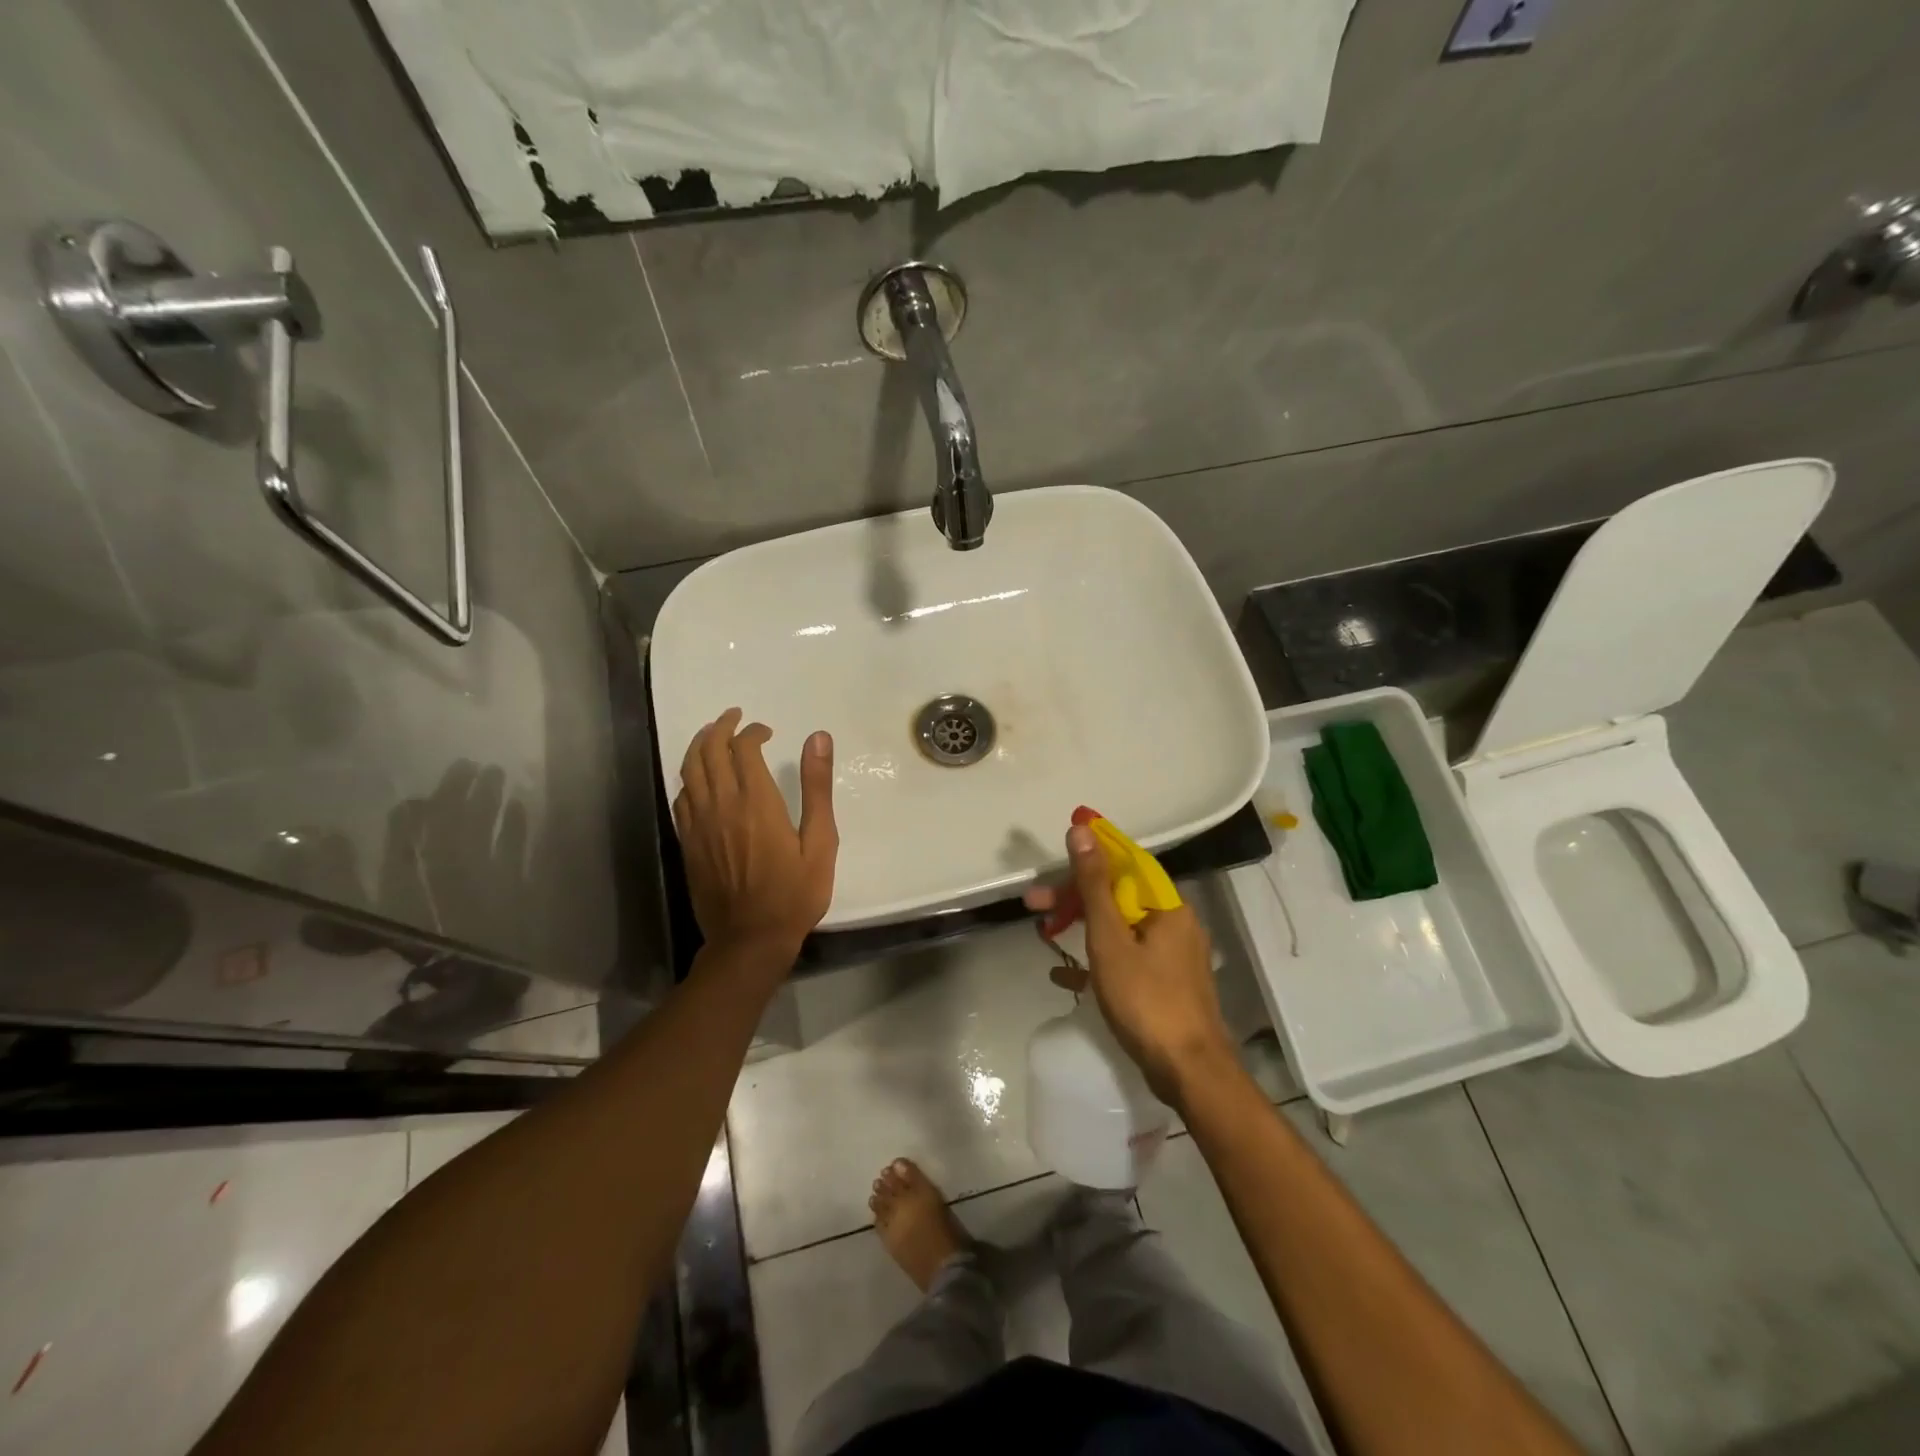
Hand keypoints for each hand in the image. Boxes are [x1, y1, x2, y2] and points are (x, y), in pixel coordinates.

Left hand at [673, 709, 837, 962]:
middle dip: (721, 727)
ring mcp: (699, 824)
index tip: (766, 732)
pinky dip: (689, 777)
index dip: (752, 732)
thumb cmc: (794, 894)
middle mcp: (722, 805)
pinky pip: (681, 797)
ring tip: (713, 735)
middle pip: (710, 751)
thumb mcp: (820, 842)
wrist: (750, 940)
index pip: (743, 748)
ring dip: (700, 745)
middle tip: (734, 717)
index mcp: (757, 802)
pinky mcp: (688, 842)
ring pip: (689, 770)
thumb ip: (817, 788)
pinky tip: (700, 778)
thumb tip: (818, 738)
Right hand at [1025, 825, 1236, 1106]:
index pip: (1126, 863)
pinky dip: (1097, 960)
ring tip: (1044, 934)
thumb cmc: (1146, 1000)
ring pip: (1120, 928)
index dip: (1091, 853)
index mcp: (1167, 906)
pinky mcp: (1166, 984)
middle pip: (1119, 897)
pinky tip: (1064, 976)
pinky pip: (1126, 959)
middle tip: (1033, 905)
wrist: (1189, 1073)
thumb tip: (1082, 830)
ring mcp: (1172, 956)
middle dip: (1075, 898)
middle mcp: (1174, 923)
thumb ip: (1094, 885)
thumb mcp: (1110, 939)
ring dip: (1082, 927)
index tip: (1056, 852)